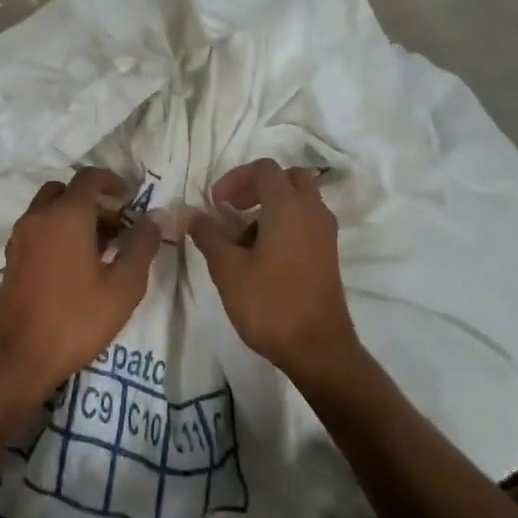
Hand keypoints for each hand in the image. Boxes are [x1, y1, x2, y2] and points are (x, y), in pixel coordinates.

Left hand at [0, 167, 161, 403]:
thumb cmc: (76, 319)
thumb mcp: (123, 285)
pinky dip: (57, 233)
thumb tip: (156, 216)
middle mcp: (38, 217)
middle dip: (93, 201)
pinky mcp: (11, 259)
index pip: (89, 177)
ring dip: (74, 217)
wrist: (18, 358)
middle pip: (66, 191)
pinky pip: (38, 230)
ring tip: (101, 250)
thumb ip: (142, 245)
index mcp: (66, 215)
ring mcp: (20, 238)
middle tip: (117, 227)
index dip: (112, 181)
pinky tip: (75, 268)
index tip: (130, 198)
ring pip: (49, 210)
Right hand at [188, 159, 357, 380]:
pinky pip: (306, 220)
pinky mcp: (327, 253)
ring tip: (242, 236)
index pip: (264, 169)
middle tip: (233, 207)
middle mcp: (312, 211)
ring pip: (299, 199)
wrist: (318, 349)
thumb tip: (190, 214)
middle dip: (257, 185)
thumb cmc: (270, 304)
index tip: (215, 203)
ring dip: (271, 204)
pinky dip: (285, 222)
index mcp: (288, 206)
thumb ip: (208, 235)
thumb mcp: (228, 269)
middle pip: (288, 177)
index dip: (235, 178)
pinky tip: (262, 253)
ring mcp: (324, 232)